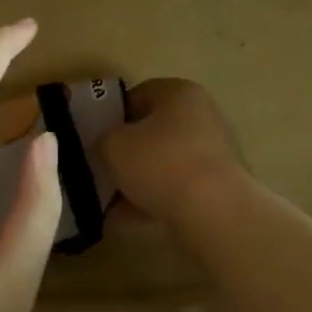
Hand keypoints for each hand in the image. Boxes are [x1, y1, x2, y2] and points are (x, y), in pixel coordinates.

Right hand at [96, 78, 248, 226]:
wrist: (214, 212)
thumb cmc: (160, 163)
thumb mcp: (113, 145)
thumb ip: (102, 139)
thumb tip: (105, 146)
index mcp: (178, 92)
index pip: (137, 95)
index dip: (111, 116)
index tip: (94, 139)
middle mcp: (201, 116)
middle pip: (152, 131)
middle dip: (125, 152)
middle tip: (100, 170)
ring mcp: (212, 153)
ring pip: (162, 163)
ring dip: (136, 180)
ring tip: (107, 202)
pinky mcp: (217, 187)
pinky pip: (175, 189)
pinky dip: (151, 201)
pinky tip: (125, 219)